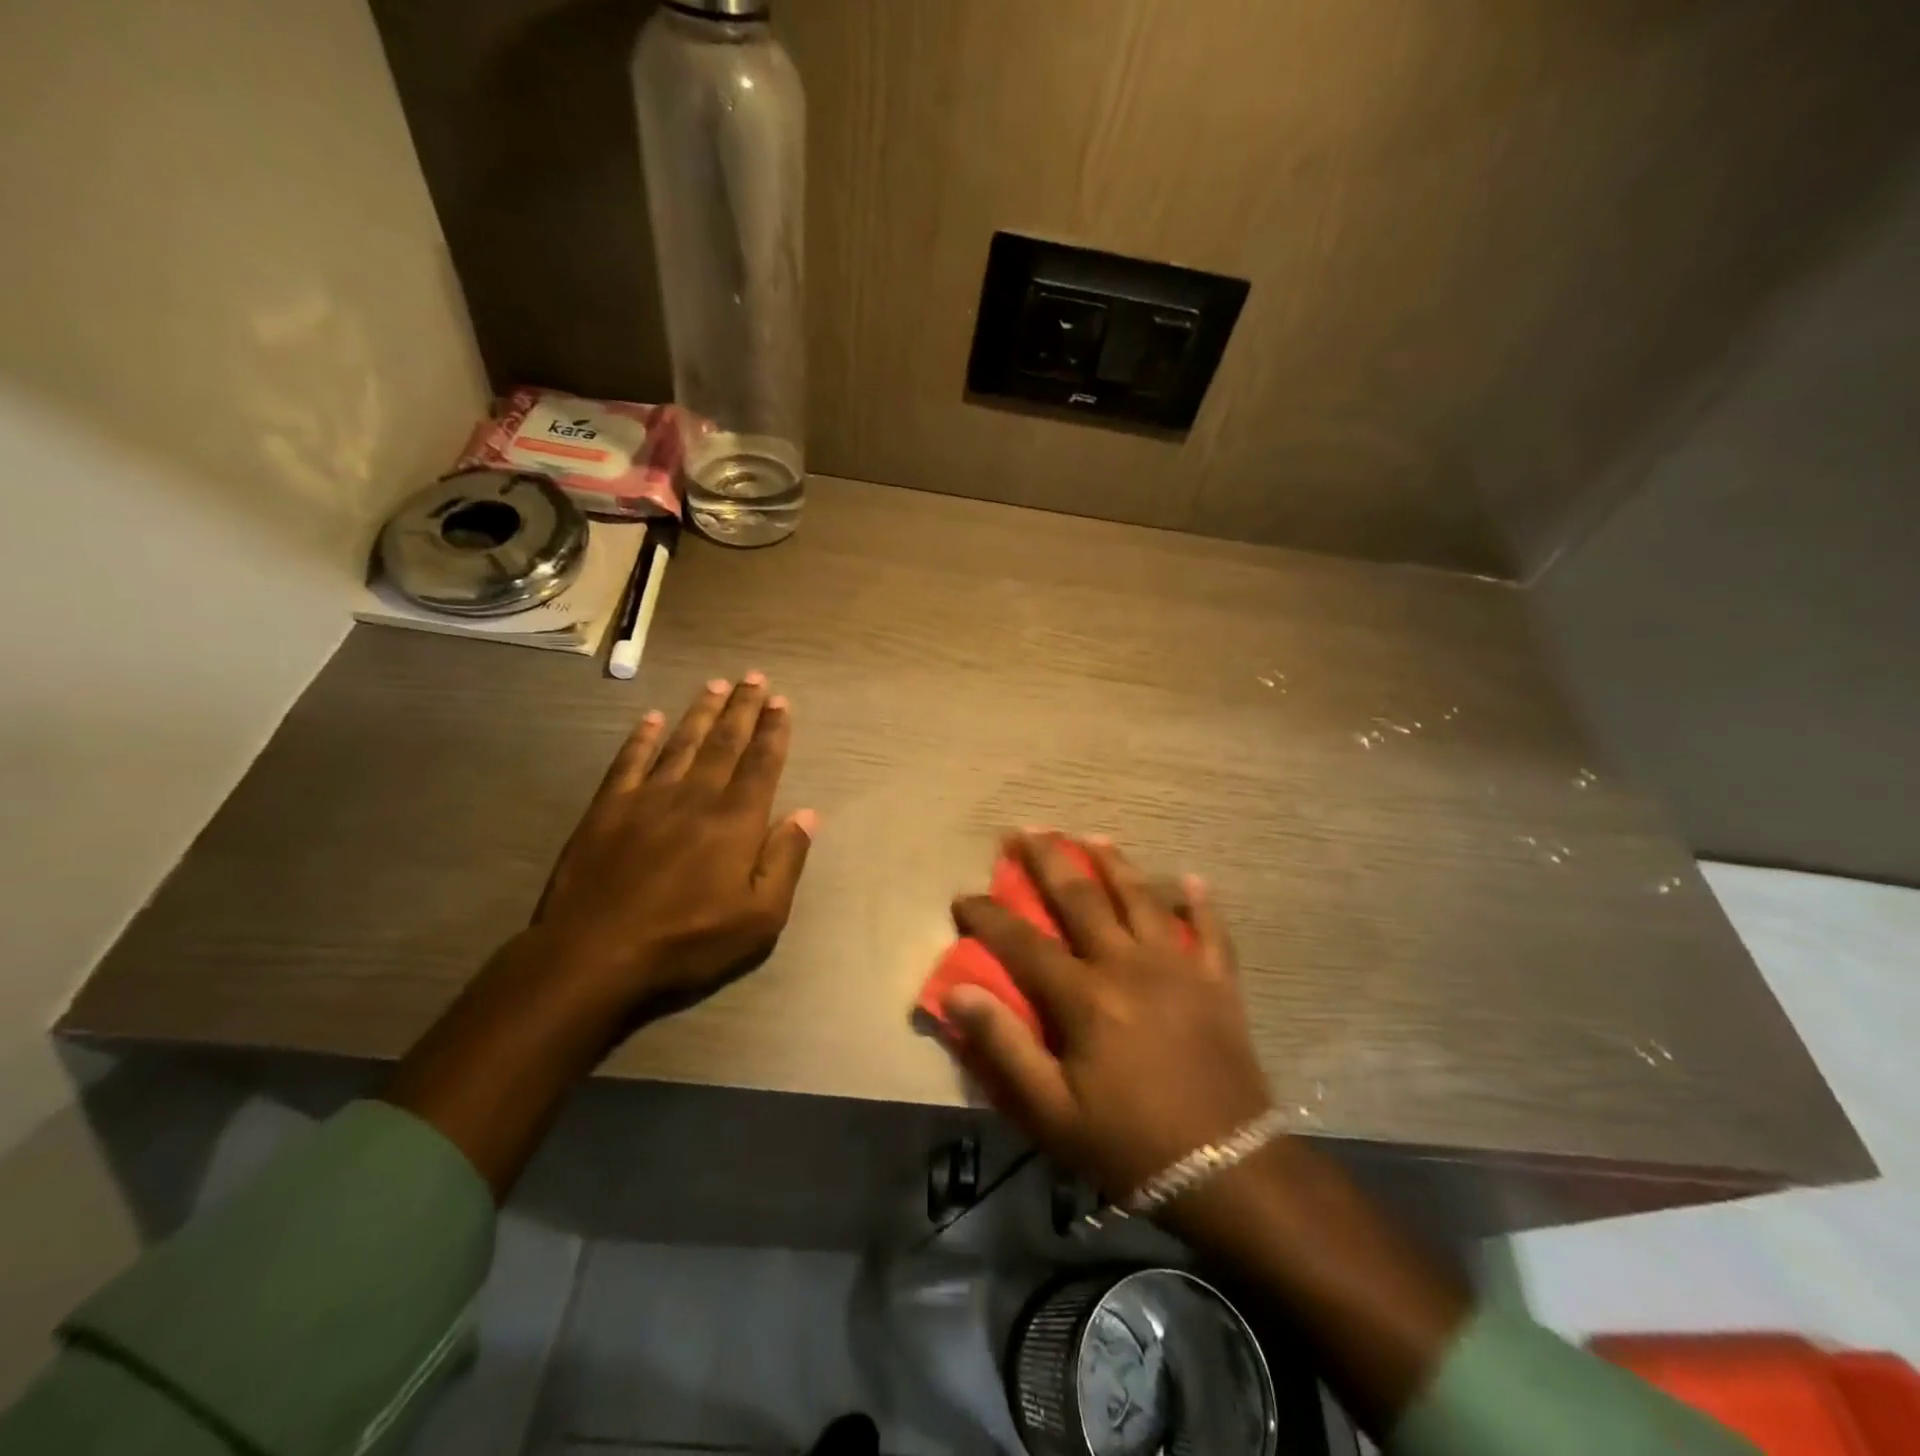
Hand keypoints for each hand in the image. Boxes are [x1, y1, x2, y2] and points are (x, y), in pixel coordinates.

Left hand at [530, 673, 816, 1020]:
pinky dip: (642, 737)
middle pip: (724, 742)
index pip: (761, 764)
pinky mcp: (608, 809)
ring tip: (716, 685)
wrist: (595, 954)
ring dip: (701, 712)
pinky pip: (629, 761)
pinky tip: (652, 718)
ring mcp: (647, 798)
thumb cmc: (688, 941)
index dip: (774, 731)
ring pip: (681, 743)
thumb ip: (785, 860)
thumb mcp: (759, 917)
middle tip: (754, 677)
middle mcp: (695, 796)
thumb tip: (808, 814)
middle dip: (743, 708)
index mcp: (735, 820)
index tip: (781, 702)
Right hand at [943, 831, 1273, 1205]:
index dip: (987, 915)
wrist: (1226, 1171)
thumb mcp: (1050, 1111)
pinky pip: (1210, 930)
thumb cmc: (1127, 1144)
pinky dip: (1200, 903)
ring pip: (1141, 897)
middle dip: (1046, 861)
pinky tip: (1192, 878)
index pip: (1022, 941)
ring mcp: (1178, 966)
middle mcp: (1128, 964)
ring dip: (1113, 862)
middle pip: (1081, 897)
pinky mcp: (1217, 981)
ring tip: (1091, 836)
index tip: (963, 897)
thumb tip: (958, 991)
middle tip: (1024, 831)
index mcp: (1085, 996)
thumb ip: (1003, 1046)